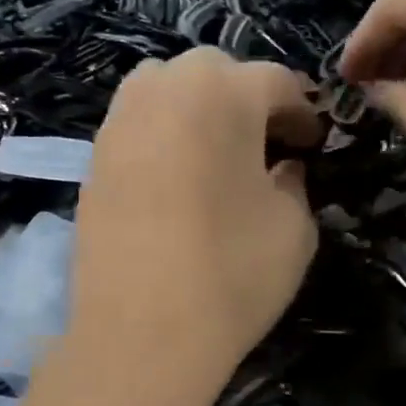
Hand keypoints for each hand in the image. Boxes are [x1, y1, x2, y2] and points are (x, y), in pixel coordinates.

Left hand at [69, 49, 322, 387]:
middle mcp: (164, 90)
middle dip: (246, 97)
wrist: (141, 334)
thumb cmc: (232, 274)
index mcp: (224, 94)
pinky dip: (162, 133)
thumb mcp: (295, 228)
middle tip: (265, 141)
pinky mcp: (92, 159)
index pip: (275, 81)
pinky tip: (175, 176)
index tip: (312, 142)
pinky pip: (136, 124)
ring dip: (197, 105)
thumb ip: (296, 183)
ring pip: (164, 87)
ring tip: (215, 150)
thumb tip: (283, 168)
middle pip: (214, 71)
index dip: (302, 110)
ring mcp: (120, 122)